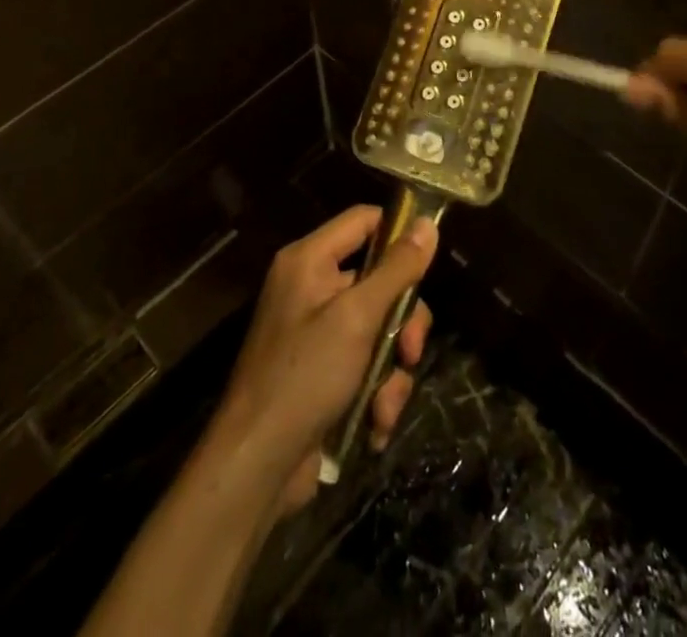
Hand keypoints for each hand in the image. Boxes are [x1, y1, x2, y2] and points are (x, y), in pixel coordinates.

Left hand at [204, 206, 436, 515]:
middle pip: (379, 280)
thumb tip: (428, 223)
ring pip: (378, 328)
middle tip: (410, 351)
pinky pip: (364, 363)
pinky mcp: (322, 371)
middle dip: (402, 322)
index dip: (399, 234)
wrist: (256, 465)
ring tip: (386, 404)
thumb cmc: (305, 376)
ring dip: (391, 369)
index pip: (364, 220)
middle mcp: (311, 287)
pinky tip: (375, 423)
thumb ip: (396, 270)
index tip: (430, 263)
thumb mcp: (358, 318)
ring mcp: (316, 331)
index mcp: (310, 260)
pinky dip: (376, 392)